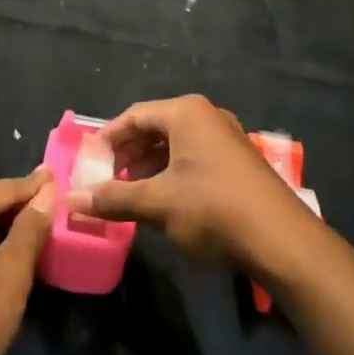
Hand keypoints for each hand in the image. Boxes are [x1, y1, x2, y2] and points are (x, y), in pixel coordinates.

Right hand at [67, 95, 316, 277]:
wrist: (283, 241)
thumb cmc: (213, 209)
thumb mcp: (157, 204)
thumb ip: (113, 199)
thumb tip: (70, 200)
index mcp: (186, 113)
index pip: (134, 115)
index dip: (108, 138)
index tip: (90, 161)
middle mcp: (207, 116)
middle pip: (155, 127)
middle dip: (128, 152)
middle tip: (107, 178)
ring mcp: (227, 138)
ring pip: (175, 143)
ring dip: (149, 164)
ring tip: (129, 191)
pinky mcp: (238, 161)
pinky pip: (194, 156)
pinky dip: (172, 172)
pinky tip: (163, 198)